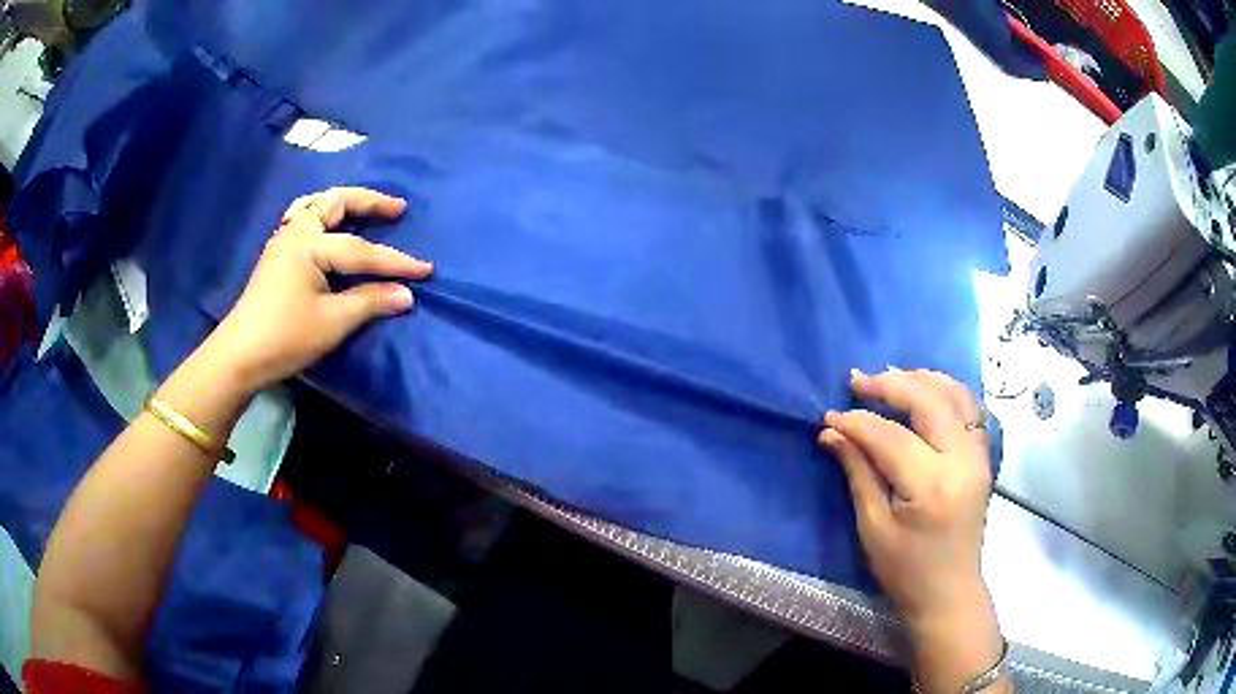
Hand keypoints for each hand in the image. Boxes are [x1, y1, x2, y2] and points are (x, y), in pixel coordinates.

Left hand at [204, 186, 432, 393]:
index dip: (395, 262)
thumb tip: (407, 294)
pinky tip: (332, 228)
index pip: (361, 250)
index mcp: (309, 244)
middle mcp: (296, 231)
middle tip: (397, 208)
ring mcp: (283, 240)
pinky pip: (304, 218)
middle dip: (369, 202)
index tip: (426, 269)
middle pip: (335, 202)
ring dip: (343, 203)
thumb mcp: (333, 322)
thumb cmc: (286, 337)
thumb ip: (370, 302)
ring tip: (365, 209)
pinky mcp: (277, 254)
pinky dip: (324, 215)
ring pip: (315, 204)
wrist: (240, 355)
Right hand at [819, 368, 1005, 692]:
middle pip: (928, 401)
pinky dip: (945, 391)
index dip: (857, 422)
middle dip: (890, 385)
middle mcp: (961, 462)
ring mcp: (978, 456)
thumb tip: (831, 432)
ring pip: (955, 395)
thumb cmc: (905, 570)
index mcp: (931, 488)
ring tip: (890, 377)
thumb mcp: (872, 528)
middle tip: (857, 382)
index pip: (891, 437)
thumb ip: (857, 472)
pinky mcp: (983, 457)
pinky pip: (970, 408)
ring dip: (922, 379)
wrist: (949, 591)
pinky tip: (924, 391)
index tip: (830, 415)